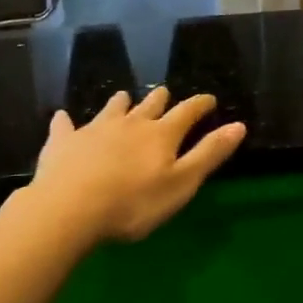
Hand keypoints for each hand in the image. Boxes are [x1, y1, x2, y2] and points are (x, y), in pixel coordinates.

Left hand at [30, 87, 247, 242]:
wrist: (69, 208)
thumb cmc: (133, 203)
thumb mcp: (181, 184)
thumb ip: (209, 154)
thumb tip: (239, 125)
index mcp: (161, 134)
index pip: (187, 112)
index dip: (200, 104)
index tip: (209, 99)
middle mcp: (130, 123)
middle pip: (149, 105)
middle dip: (160, 99)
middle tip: (165, 95)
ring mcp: (94, 129)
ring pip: (112, 108)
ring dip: (121, 103)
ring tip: (124, 98)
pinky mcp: (63, 141)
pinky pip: (65, 125)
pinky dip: (67, 120)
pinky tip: (63, 117)